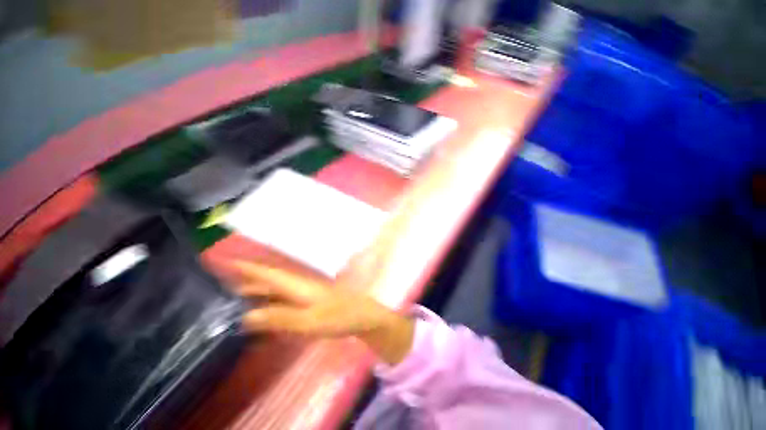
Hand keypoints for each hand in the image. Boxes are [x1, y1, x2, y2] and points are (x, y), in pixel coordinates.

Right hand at [227, 261, 414, 364]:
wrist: (361, 316)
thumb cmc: (338, 316)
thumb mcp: (308, 320)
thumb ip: (279, 318)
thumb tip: (246, 316)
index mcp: (297, 285)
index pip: (266, 273)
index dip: (246, 267)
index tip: (224, 261)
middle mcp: (298, 285)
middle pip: (267, 281)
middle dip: (244, 280)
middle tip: (218, 286)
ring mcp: (304, 293)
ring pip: (274, 290)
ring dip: (254, 292)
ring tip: (231, 299)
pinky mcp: (308, 302)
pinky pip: (282, 300)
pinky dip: (268, 303)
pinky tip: (259, 312)